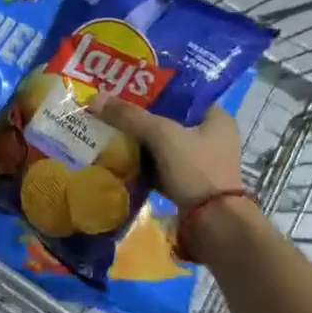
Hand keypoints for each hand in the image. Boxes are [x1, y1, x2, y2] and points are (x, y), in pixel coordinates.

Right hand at [91, 95, 243, 211]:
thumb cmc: (195, 169)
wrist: (214, 223)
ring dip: (140, 143)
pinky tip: (120, 160)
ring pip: (163, 146)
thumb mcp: (162, 135)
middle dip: (141, 119)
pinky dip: (143, 165)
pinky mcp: (189, 185)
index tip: (126, 89)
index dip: (154, 90)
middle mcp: (212, 137)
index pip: (181, 95)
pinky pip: (161, 168)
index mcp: (216, 117)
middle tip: (113, 112)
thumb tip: (95, 99)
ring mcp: (201, 163)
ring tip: (110, 133)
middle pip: (169, 120)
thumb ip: (130, 116)